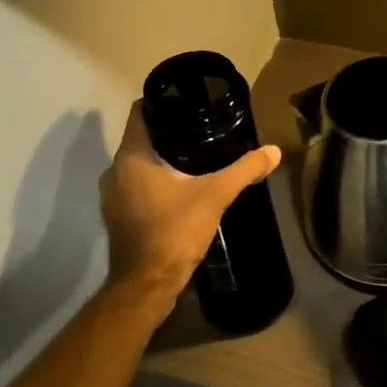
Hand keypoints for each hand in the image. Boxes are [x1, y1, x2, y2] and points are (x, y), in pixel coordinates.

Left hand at [98, 101, 282, 314]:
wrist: (147, 285)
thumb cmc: (174, 231)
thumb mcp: (216, 195)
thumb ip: (244, 170)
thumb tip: (274, 151)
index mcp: (132, 156)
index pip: (141, 112)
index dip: (163, 102)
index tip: (189, 101)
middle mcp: (115, 170)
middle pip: (142, 138)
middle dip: (170, 133)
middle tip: (202, 129)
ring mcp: (112, 196)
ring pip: (139, 164)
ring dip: (162, 160)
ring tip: (196, 158)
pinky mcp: (118, 216)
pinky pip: (137, 186)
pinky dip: (156, 182)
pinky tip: (181, 189)